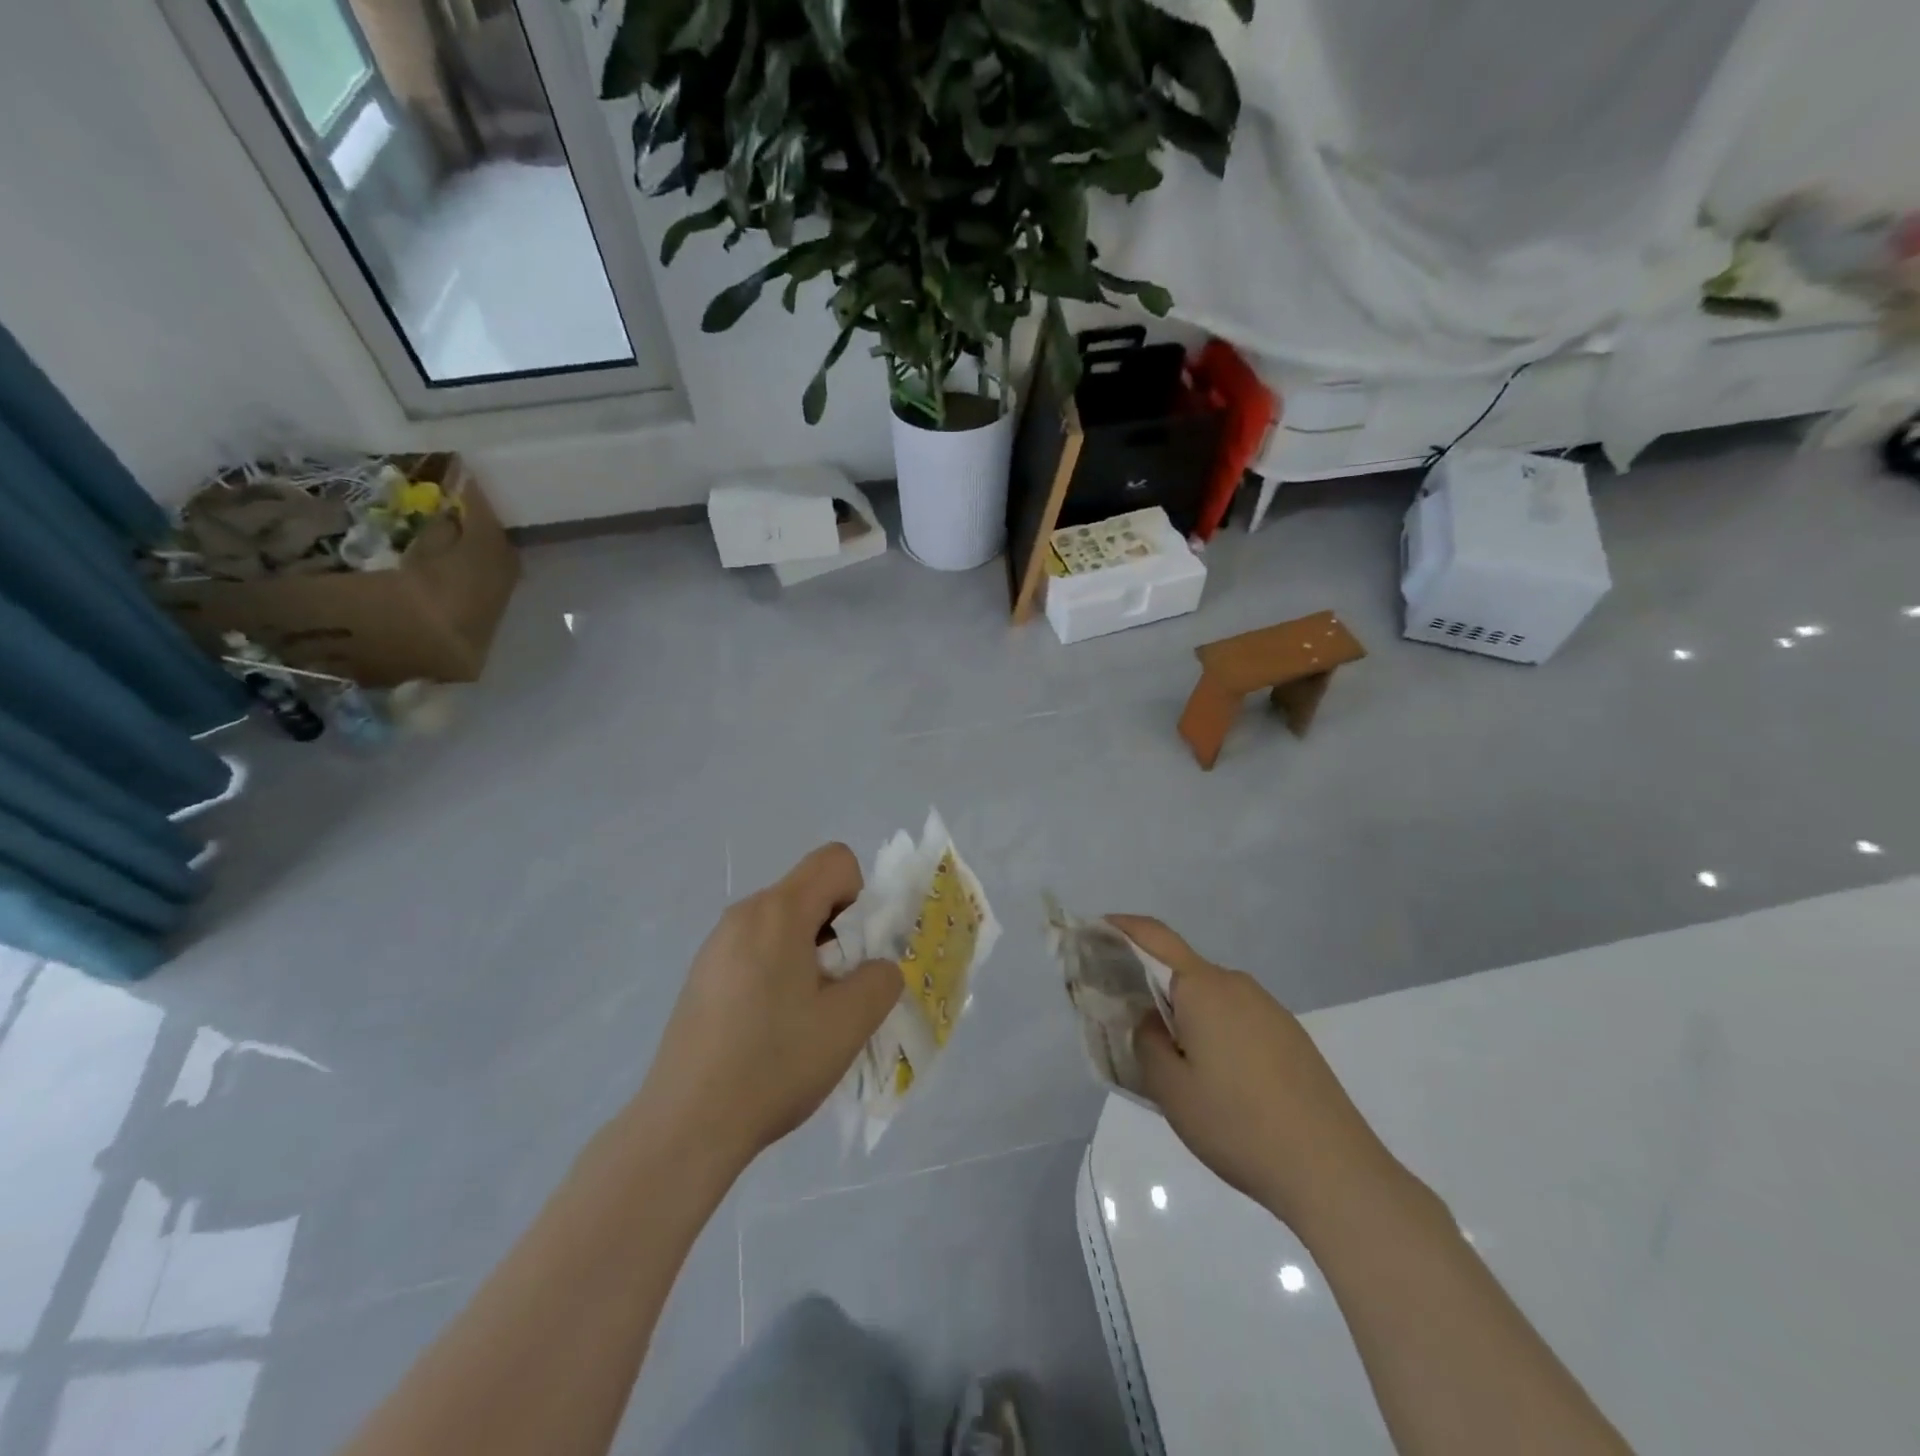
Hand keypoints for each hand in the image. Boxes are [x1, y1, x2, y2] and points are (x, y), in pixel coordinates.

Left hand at [635, 844, 901, 1175]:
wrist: (686, 1125)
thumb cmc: (774, 1063)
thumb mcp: (850, 1022)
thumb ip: (881, 979)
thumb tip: (876, 968)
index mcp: (778, 912)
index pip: (835, 860)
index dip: (860, 895)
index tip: (853, 951)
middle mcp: (743, 914)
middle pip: (808, 891)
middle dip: (837, 929)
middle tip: (836, 989)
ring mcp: (715, 944)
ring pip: (782, 923)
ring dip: (808, 953)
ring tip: (803, 1015)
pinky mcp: (701, 975)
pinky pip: (755, 949)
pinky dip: (777, 970)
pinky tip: (768, 1028)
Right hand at [1111, 916, 1405, 1230]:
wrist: (1334, 1171)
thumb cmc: (1238, 1124)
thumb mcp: (1171, 1088)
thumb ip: (1146, 1041)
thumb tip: (1150, 1020)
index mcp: (1204, 987)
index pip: (1154, 937)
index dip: (1121, 928)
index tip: (1093, 932)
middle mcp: (1237, 985)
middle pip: (1181, 970)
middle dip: (1148, 985)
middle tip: (1125, 1021)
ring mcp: (1269, 1010)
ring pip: (1209, 998)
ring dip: (1182, 1014)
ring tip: (1170, 1061)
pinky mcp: (1290, 1037)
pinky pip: (1236, 1018)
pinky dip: (1212, 1031)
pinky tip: (1216, 1079)